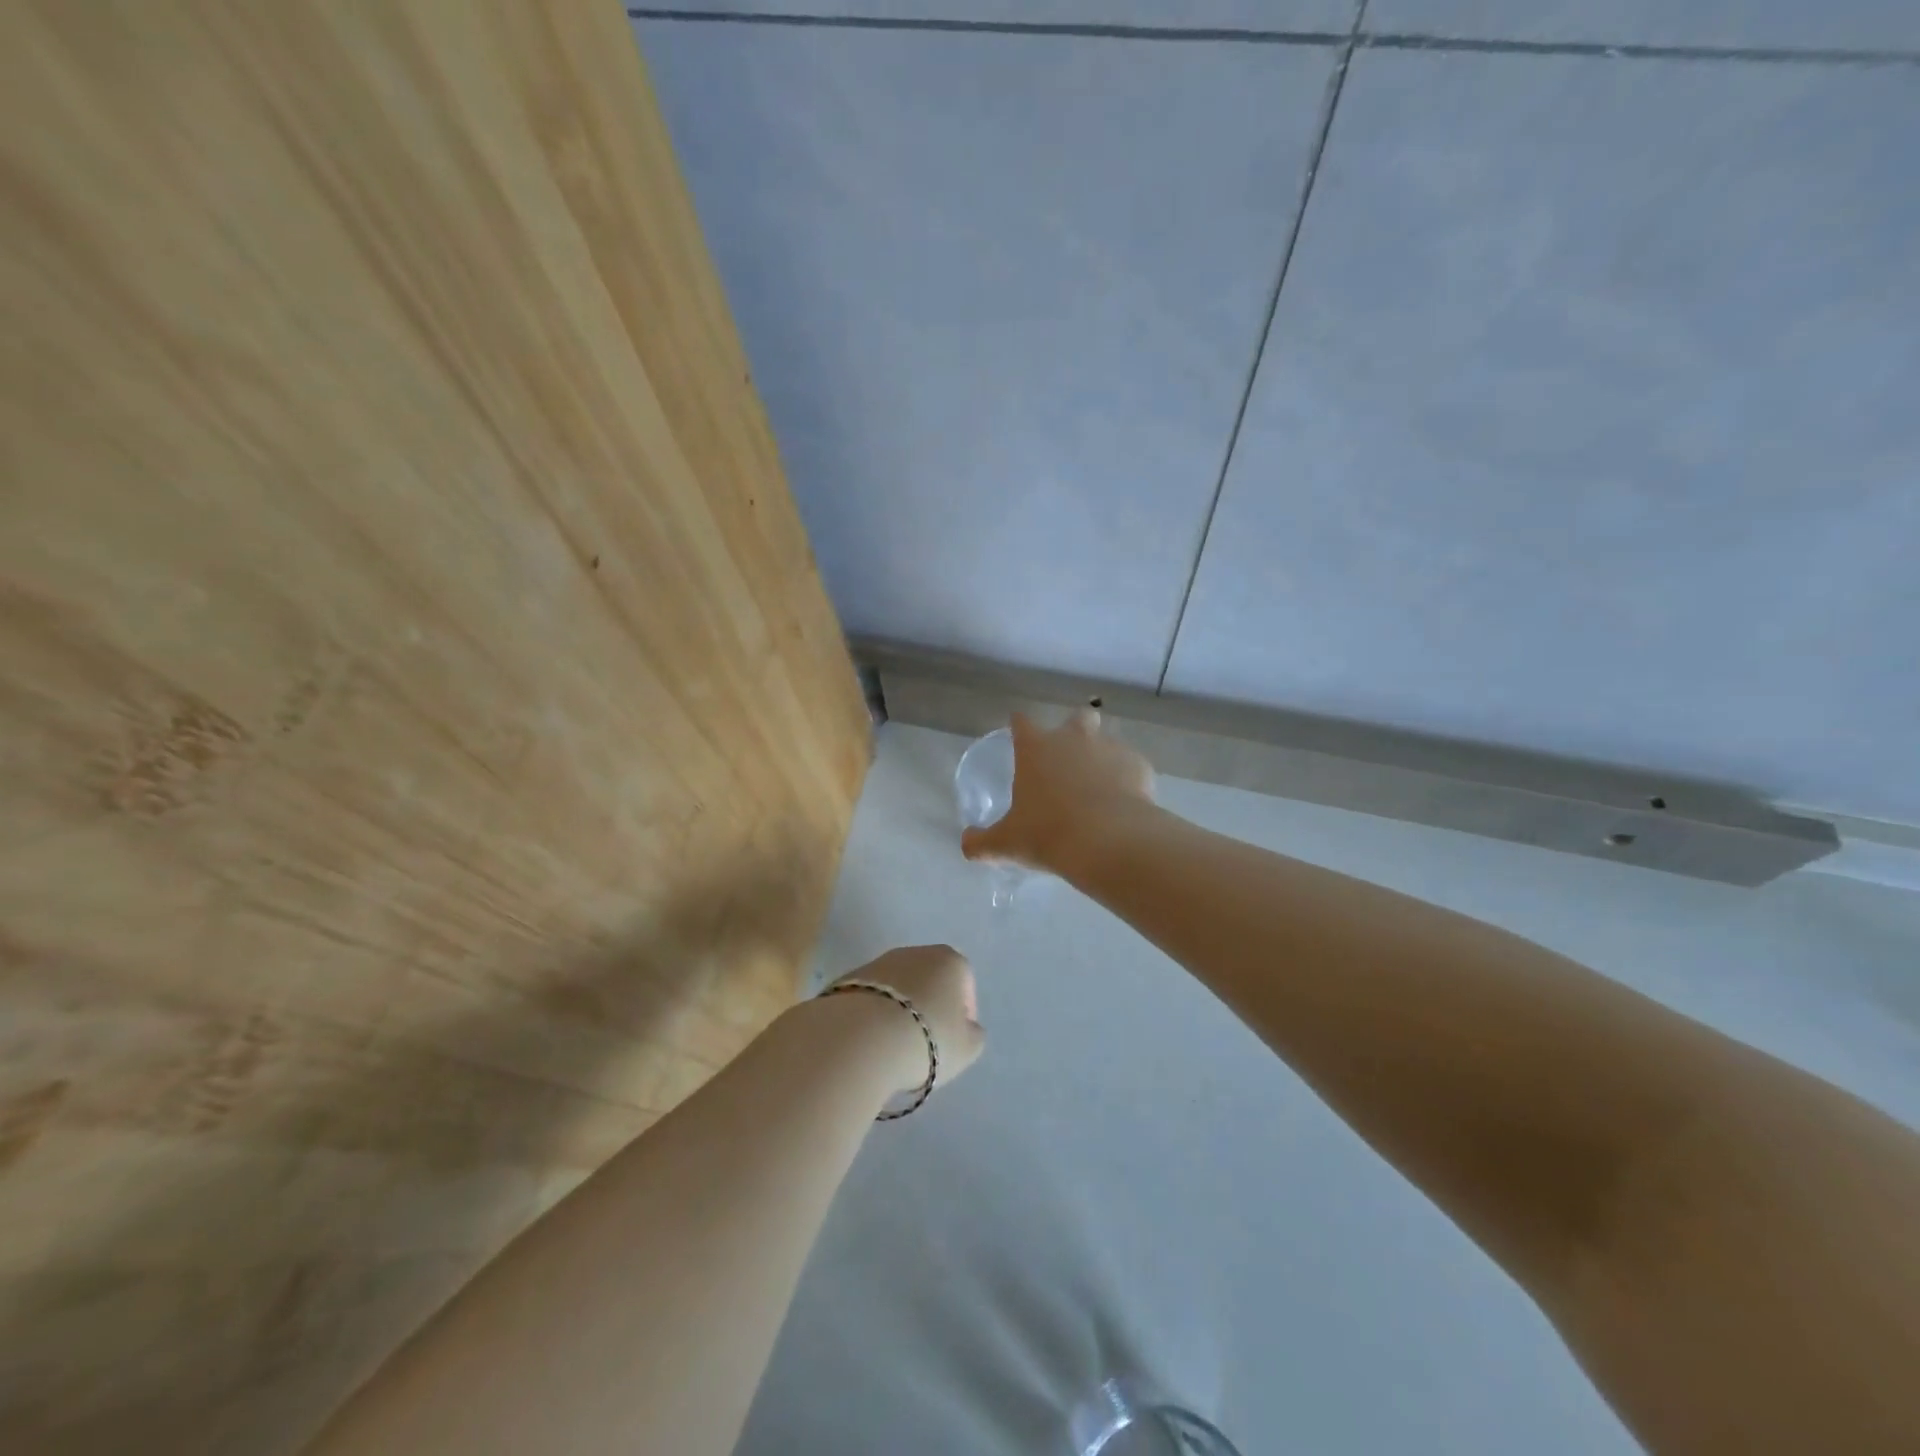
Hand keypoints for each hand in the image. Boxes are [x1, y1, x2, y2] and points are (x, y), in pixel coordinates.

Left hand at [829, 944, 985, 1090]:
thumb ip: (973, 1034)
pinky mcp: (848, 978)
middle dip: (929, 1007)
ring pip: (897, 988)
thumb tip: (966, 1028)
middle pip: (929, 980)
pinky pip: (871, 999)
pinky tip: (870, 1042)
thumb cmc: (927, 1039)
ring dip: (899, 1011)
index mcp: (949, 960)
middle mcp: (914, 952)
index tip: (955, 1040)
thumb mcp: (967, 1048)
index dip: (963, 1013)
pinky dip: (873, 1015)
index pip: (964, 983)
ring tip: (894, 1046)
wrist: (860, 1039)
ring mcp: (878, 962)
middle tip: (926, 1043)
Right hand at [960, 709, 1154, 874]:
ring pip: (1107, 742)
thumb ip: (982, 842)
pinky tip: (1124, 805)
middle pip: (1077, 717)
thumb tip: (966, 845)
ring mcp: (1110, 748)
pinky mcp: (1140, 766)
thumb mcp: (1006, 843)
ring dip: (1102, 758)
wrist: (1109, 841)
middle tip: (1070, 760)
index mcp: (1036, 748)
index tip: (1018, 735)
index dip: (1019, 726)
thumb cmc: (1048, 834)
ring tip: (1100, 790)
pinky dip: (1128, 780)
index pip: (1021, 722)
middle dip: (1074, 730)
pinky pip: (1132, 767)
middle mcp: (1074, 738)